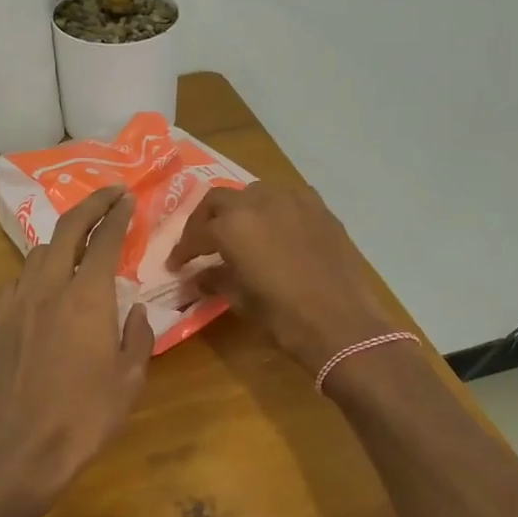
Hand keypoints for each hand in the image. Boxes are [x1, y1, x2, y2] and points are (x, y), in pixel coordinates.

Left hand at [0, 185, 154, 502]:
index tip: (128, 198)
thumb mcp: (130, 378)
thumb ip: (136, 335)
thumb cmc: (86, 415)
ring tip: (77, 244)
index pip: (106, 240)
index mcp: (87, 297)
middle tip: (108, 195)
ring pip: (38, 253)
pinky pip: (17, 282)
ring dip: (61, 240)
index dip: (118, 215)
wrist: (22, 447)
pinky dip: (36, 273)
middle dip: (90, 205)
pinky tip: (43, 287)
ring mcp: (17, 302)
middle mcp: (49, 287)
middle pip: (67, 230)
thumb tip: (133, 310)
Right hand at [169, 182, 401, 373]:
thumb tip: (196, 277)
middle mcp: (259, 202)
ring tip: (237, 232)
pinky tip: (273, 229)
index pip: (197, 232)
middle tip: (200, 243)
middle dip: (205, 220)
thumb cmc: (283, 316)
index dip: (183, 249)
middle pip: (220, 200)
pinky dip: (272, 209)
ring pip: (254, 193)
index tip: (176, 265)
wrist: (341, 323)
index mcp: (233, 225)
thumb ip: (214, 280)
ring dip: (239, 209)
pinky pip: (287, 198)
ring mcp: (293, 200)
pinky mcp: (319, 208)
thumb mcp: (240, 299)